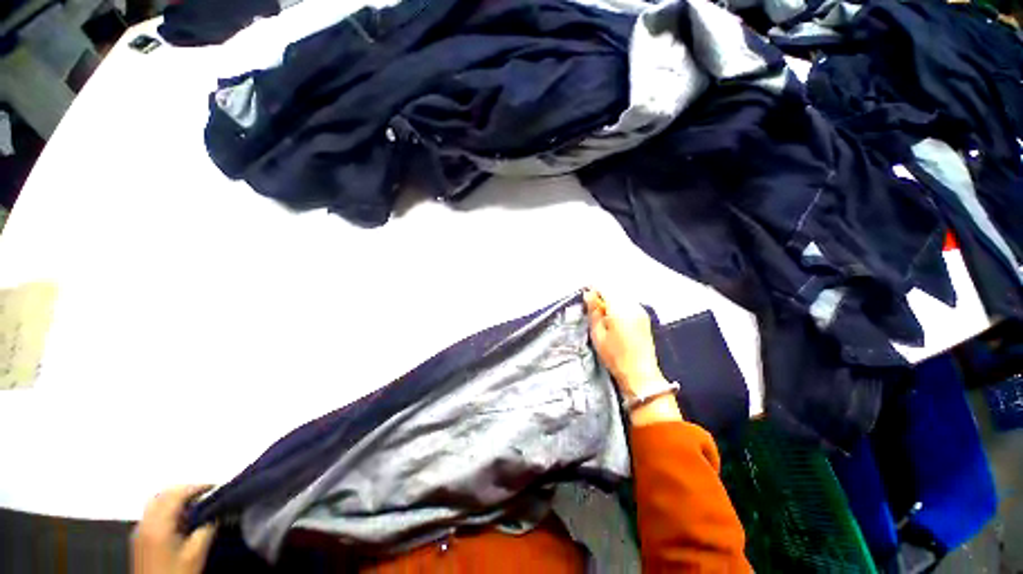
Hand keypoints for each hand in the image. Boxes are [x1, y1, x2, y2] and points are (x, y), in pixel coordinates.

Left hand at [132, 485, 215, 573]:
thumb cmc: (176, 573)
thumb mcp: (196, 554)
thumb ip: (206, 530)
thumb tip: (215, 514)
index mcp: (159, 524)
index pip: (177, 494)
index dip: (197, 487)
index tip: (215, 487)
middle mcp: (145, 522)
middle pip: (163, 494)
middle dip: (184, 490)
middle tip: (205, 494)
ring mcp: (139, 530)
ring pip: (155, 502)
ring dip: (174, 498)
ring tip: (193, 505)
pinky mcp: (138, 538)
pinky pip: (152, 512)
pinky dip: (166, 507)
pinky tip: (178, 519)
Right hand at [583, 289, 666, 399]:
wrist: (640, 374)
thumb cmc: (615, 356)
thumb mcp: (598, 334)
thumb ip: (593, 311)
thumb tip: (588, 294)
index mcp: (620, 308)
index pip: (604, 288)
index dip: (593, 290)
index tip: (586, 298)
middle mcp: (633, 305)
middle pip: (614, 290)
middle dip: (602, 295)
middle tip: (592, 309)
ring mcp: (641, 310)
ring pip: (622, 295)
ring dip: (611, 300)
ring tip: (603, 315)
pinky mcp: (644, 317)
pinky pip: (629, 303)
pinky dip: (619, 305)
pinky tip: (614, 319)